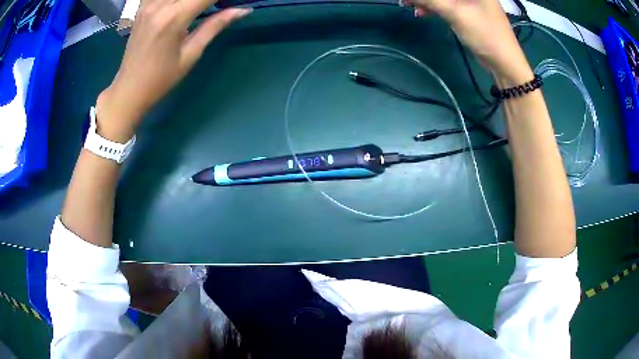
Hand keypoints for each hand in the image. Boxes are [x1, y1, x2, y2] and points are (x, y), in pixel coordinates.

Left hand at [96, 0, 250, 141]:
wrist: (129, 89)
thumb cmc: (161, 79)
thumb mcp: (191, 54)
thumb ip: (214, 26)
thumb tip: (242, 10)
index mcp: (173, 18)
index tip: (231, 4)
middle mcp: (159, 5)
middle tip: (215, 7)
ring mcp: (147, 4)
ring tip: (197, 8)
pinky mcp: (141, 7)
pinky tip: (178, 6)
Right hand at [403, 0, 532, 83]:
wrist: (504, 63)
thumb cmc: (485, 34)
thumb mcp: (455, 13)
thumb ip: (429, 0)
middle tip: (406, 1)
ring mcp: (472, 2)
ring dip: (427, 1)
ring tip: (409, 5)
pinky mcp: (469, 12)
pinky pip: (447, 4)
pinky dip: (434, 7)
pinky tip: (422, 12)